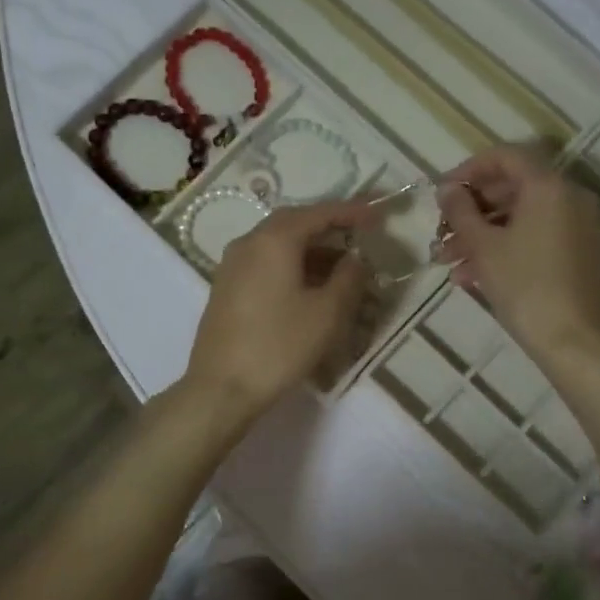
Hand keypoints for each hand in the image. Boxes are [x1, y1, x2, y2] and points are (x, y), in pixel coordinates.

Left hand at [183, 200, 378, 420]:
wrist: (221, 388)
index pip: (318, 213)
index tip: (377, 216)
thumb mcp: (327, 313)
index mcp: (273, 240)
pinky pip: (265, 262)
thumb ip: (348, 278)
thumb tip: (355, 258)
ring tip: (342, 267)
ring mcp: (232, 265)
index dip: (351, 212)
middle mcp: (248, 243)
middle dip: (328, 226)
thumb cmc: (279, 346)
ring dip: (311, 249)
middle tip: (359, 235)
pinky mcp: (226, 288)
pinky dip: (292, 265)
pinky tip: (310, 286)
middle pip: (294, 223)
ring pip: (278, 244)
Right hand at [437, 145, 599, 364]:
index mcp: (548, 186)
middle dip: (471, 210)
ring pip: (520, 218)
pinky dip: (504, 248)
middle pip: (512, 189)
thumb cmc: (524, 285)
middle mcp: (569, 197)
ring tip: (447, 261)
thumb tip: (447, 189)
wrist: (570, 340)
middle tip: (441, 231)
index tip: (441, 193)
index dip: (468, 170)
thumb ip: (461, 211)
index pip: (504, 157)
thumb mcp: (483, 246)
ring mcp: (577, 226)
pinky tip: (470, 276)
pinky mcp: (578, 253)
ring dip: (481, 234)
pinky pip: (535, 237)